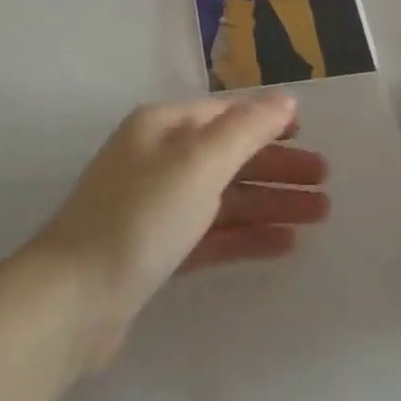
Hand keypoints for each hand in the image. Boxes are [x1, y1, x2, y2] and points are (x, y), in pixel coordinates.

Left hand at [32, 93, 328, 361]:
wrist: (74, 300)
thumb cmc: (142, 215)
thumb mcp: (199, 162)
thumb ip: (247, 129)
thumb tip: (284, 99)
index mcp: (163, 127)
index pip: (225, 115)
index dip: (267, 122)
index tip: (309, 136)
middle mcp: (158, 160)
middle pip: (229, 156)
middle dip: (277, 166)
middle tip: (325, 183)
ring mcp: (156, 207)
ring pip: (225, 197)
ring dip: (271, 202)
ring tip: (319, 214)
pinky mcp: (156, 252)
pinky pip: (212, 234)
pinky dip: (247, 235)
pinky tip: (284, 244)